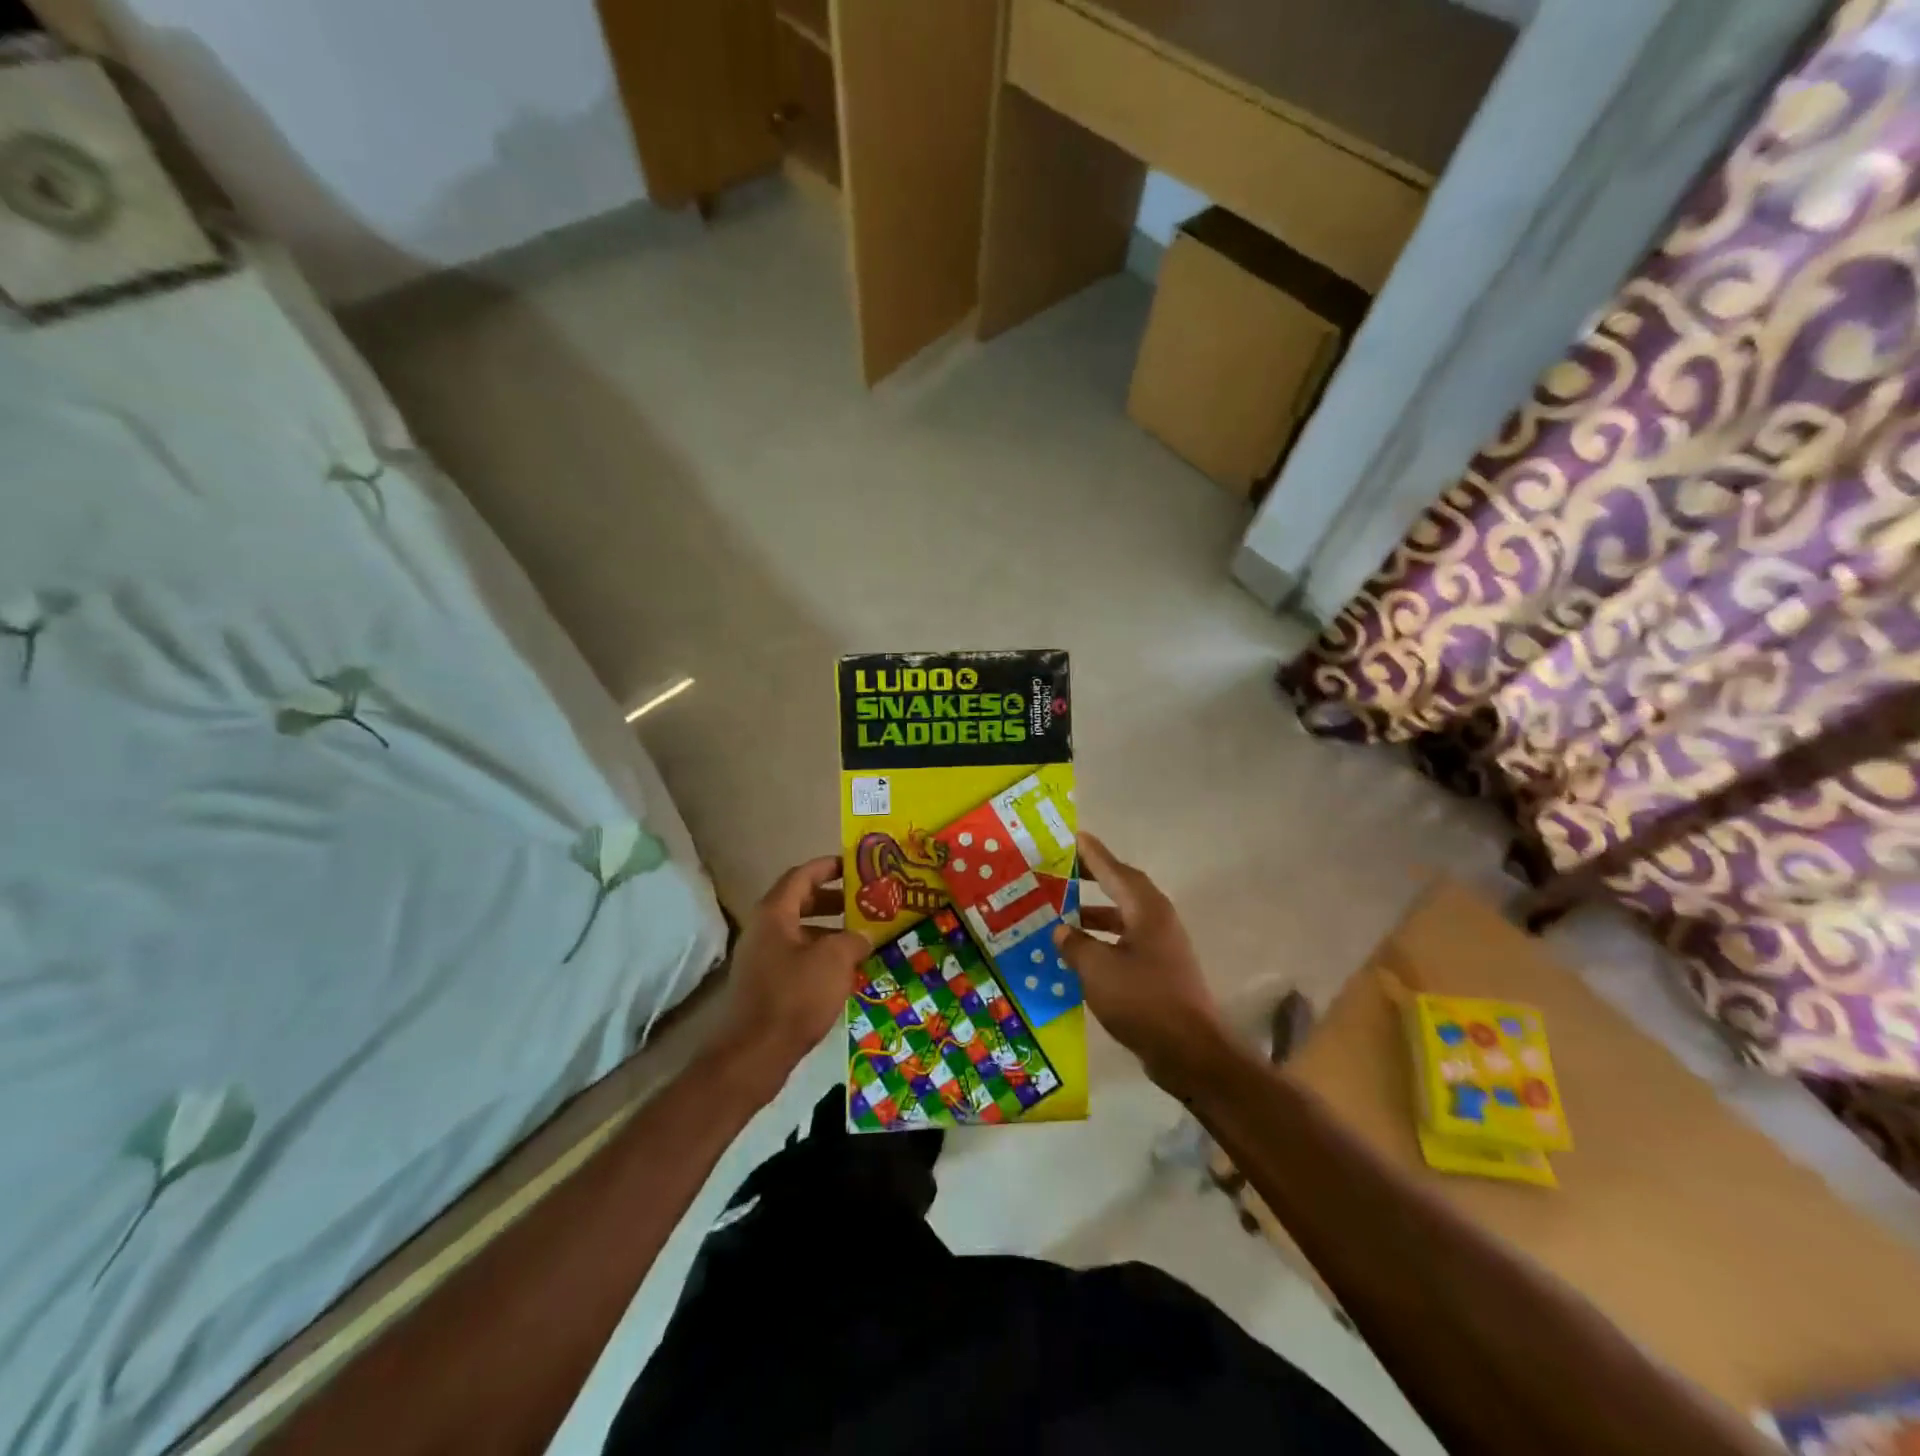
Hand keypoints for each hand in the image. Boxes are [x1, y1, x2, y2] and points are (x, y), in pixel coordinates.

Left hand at [714, 857, 870, 1092]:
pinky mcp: (766, 984)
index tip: (856, 866)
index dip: (829, 866)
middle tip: (865, 903)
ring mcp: (762, 958)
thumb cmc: (795, 996)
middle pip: (801, 902)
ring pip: (801, 932)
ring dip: (831, 931)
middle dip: (834, 899)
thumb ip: (854, 938)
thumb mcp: (834, 960)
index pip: (802, 875)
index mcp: (775, 913)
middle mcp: (764, 929)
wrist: (754, 1054)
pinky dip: (821, 956)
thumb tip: (865, 934)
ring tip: (863, 939)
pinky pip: (798, 957)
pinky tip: (845, 972)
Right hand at [1054, 833, 1231, 1095]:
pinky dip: (1104, 940)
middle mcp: (1158, 921)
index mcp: (1146, 910)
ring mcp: (1163, 947)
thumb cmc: (1142, 1001)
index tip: (1074, 838)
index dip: (1092, 854)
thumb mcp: (1097, 969)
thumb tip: (1061, 929)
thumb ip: (1075, 944)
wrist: (1190, 1052)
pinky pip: (1127, 942)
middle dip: (1094, 879)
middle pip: (1123, 889)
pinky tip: (1082, 954)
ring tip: (1064, 914)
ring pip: (1125, 918)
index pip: (1114, 871)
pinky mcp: (1162, 971)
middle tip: (1064, 871)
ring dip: (1097, 913)